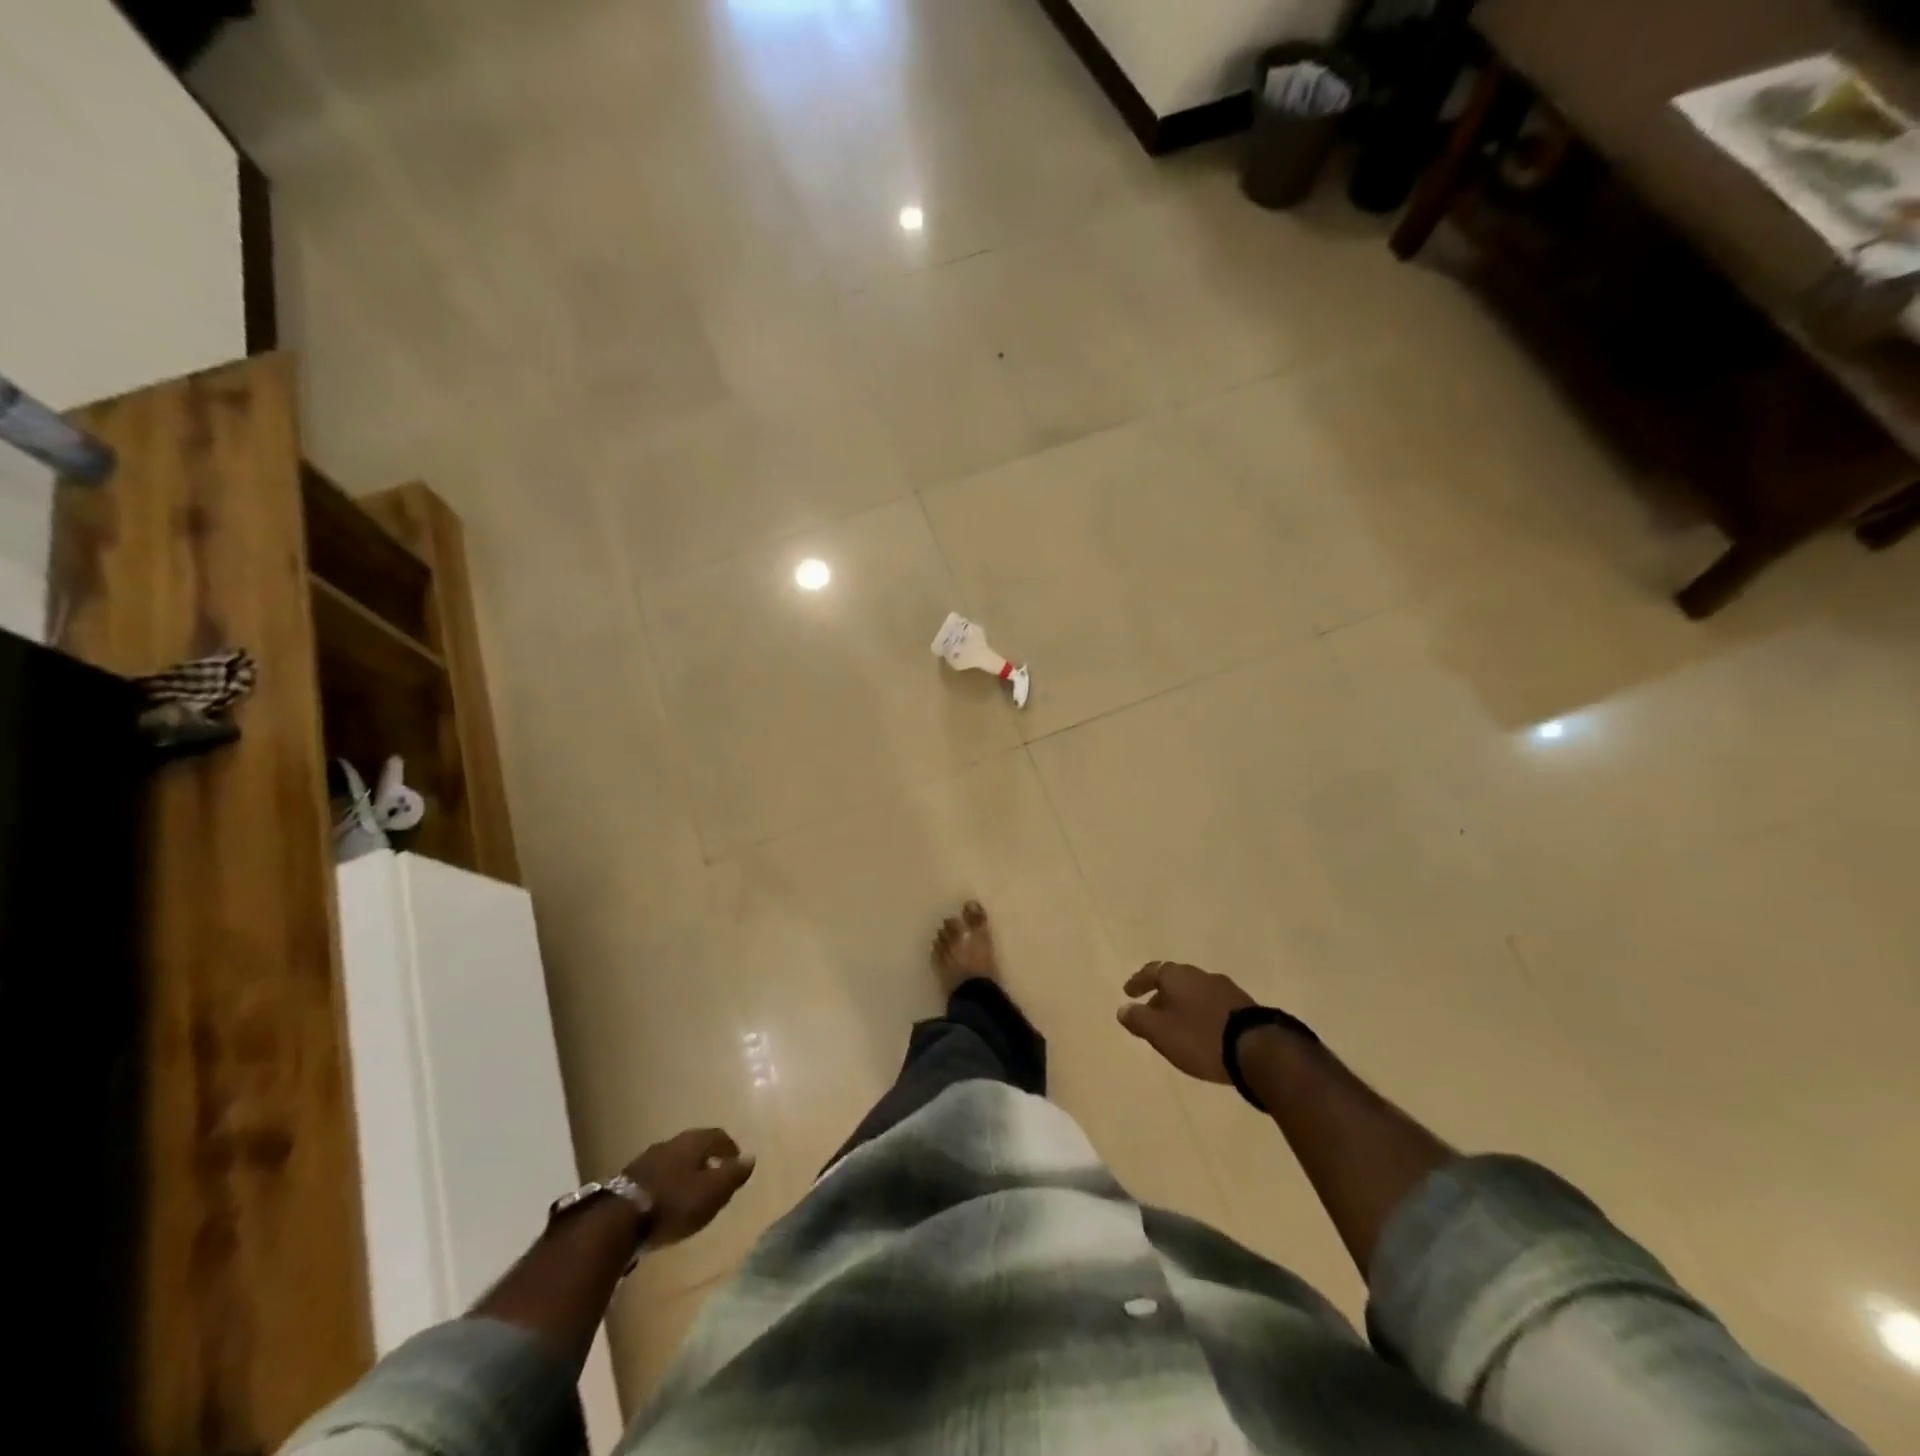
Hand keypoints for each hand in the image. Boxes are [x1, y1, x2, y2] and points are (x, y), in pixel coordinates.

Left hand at [623, 1128, 755, 1248]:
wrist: (617, 1222)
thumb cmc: (674, 1203)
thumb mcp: (712, 1192)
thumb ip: (733, 1175)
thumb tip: (750, 1156)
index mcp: (693, 1142)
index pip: (718, 1135)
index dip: (729, 1148)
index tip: (736, 1163)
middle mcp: (670, 1143)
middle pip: (694, 1146)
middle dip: (706, 1160)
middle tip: (714, 1179)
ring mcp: (646, 1160)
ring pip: (673, 1161)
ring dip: (684, 1173)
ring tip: (690, 1194)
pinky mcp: (626, 1181)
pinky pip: (655, 1177)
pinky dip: (666, 1186)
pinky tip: (665, 1204)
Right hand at [1117, 961, 1255, 1082]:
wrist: (1258, 1049)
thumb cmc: (1200, 1037)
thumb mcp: (1161, 1032)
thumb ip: (1139, 1019)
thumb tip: (1123, 1009)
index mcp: (1177, 975)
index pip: (1151, 971)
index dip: (1138, 982)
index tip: (1128, 993)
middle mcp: (1200, 974)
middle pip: (1175, 980)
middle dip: (1161, 995)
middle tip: (1151, 1011)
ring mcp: (1226, 989)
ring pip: (1195, 992)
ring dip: (1183, 1005)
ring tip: (1177, 1024)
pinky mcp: (1245, 1006)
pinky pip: (1213, 1005)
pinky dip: (1202, 1014)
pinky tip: (1203, 1031)